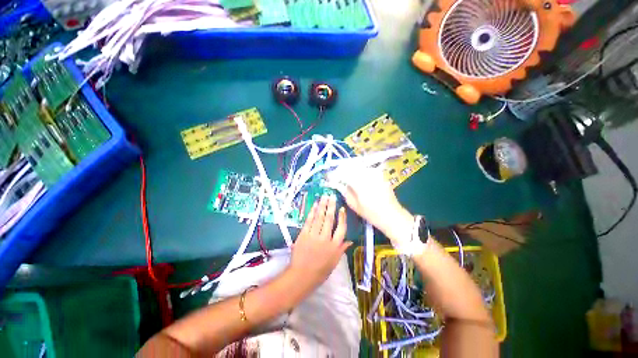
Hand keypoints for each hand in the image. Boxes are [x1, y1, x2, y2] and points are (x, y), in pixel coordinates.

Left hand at [288, 194, 350, 290]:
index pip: (341, 229)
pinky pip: (309, 221)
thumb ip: (342, 249)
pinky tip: (315, 205)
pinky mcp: (304, 235)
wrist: (301, 276)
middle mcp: (325, 239)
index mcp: (335, 246)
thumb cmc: (320, 271)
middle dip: (331, 206)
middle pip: (329, 219)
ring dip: (322, 206)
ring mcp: (314, 236)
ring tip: (324, 197)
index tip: (342, 209)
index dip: (342, 218)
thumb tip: (350, 240)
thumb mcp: (334, 262)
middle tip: (332, 196)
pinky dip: (312, 212)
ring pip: (319, 218)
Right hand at [331, 166, 412, 235]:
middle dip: (342, 171)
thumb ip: (344, 191)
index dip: (335, 174)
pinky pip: (366, 169)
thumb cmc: (371, 213)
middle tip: (337, 177)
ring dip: (351, 170)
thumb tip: (337, 183)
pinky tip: (358, 179)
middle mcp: (367, 174)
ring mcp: (375, 173)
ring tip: (347, 178)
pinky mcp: (380, 174)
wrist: (392, 215)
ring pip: (358, 167)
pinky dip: (359, 172)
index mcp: (360, 183)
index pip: (343, 173)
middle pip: (350, 167)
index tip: (330, 178)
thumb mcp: (354, 205)